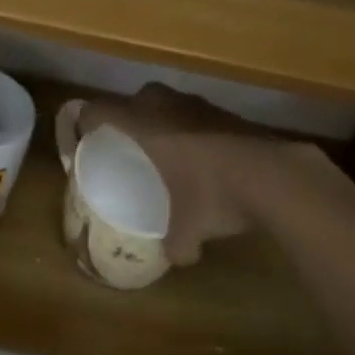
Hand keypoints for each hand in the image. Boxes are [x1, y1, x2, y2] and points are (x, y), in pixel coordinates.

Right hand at [77, 83, 309, 264]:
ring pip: (168, 102)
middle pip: (135, 98)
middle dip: (128, 117)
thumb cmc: (214, 194)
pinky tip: (202, 156)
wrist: (272, 174)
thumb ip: (174, 243)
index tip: (83, 136)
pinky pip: (194, 113)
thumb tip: (175, 256)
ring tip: (166, 150)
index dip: (86, 120)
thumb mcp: (188, 230)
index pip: (100, 109)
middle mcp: (166, 105)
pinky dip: (190, 128)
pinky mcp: (224, 110)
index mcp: (144, 124)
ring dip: (162, 120)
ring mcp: (198, 103)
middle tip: (128, 144)